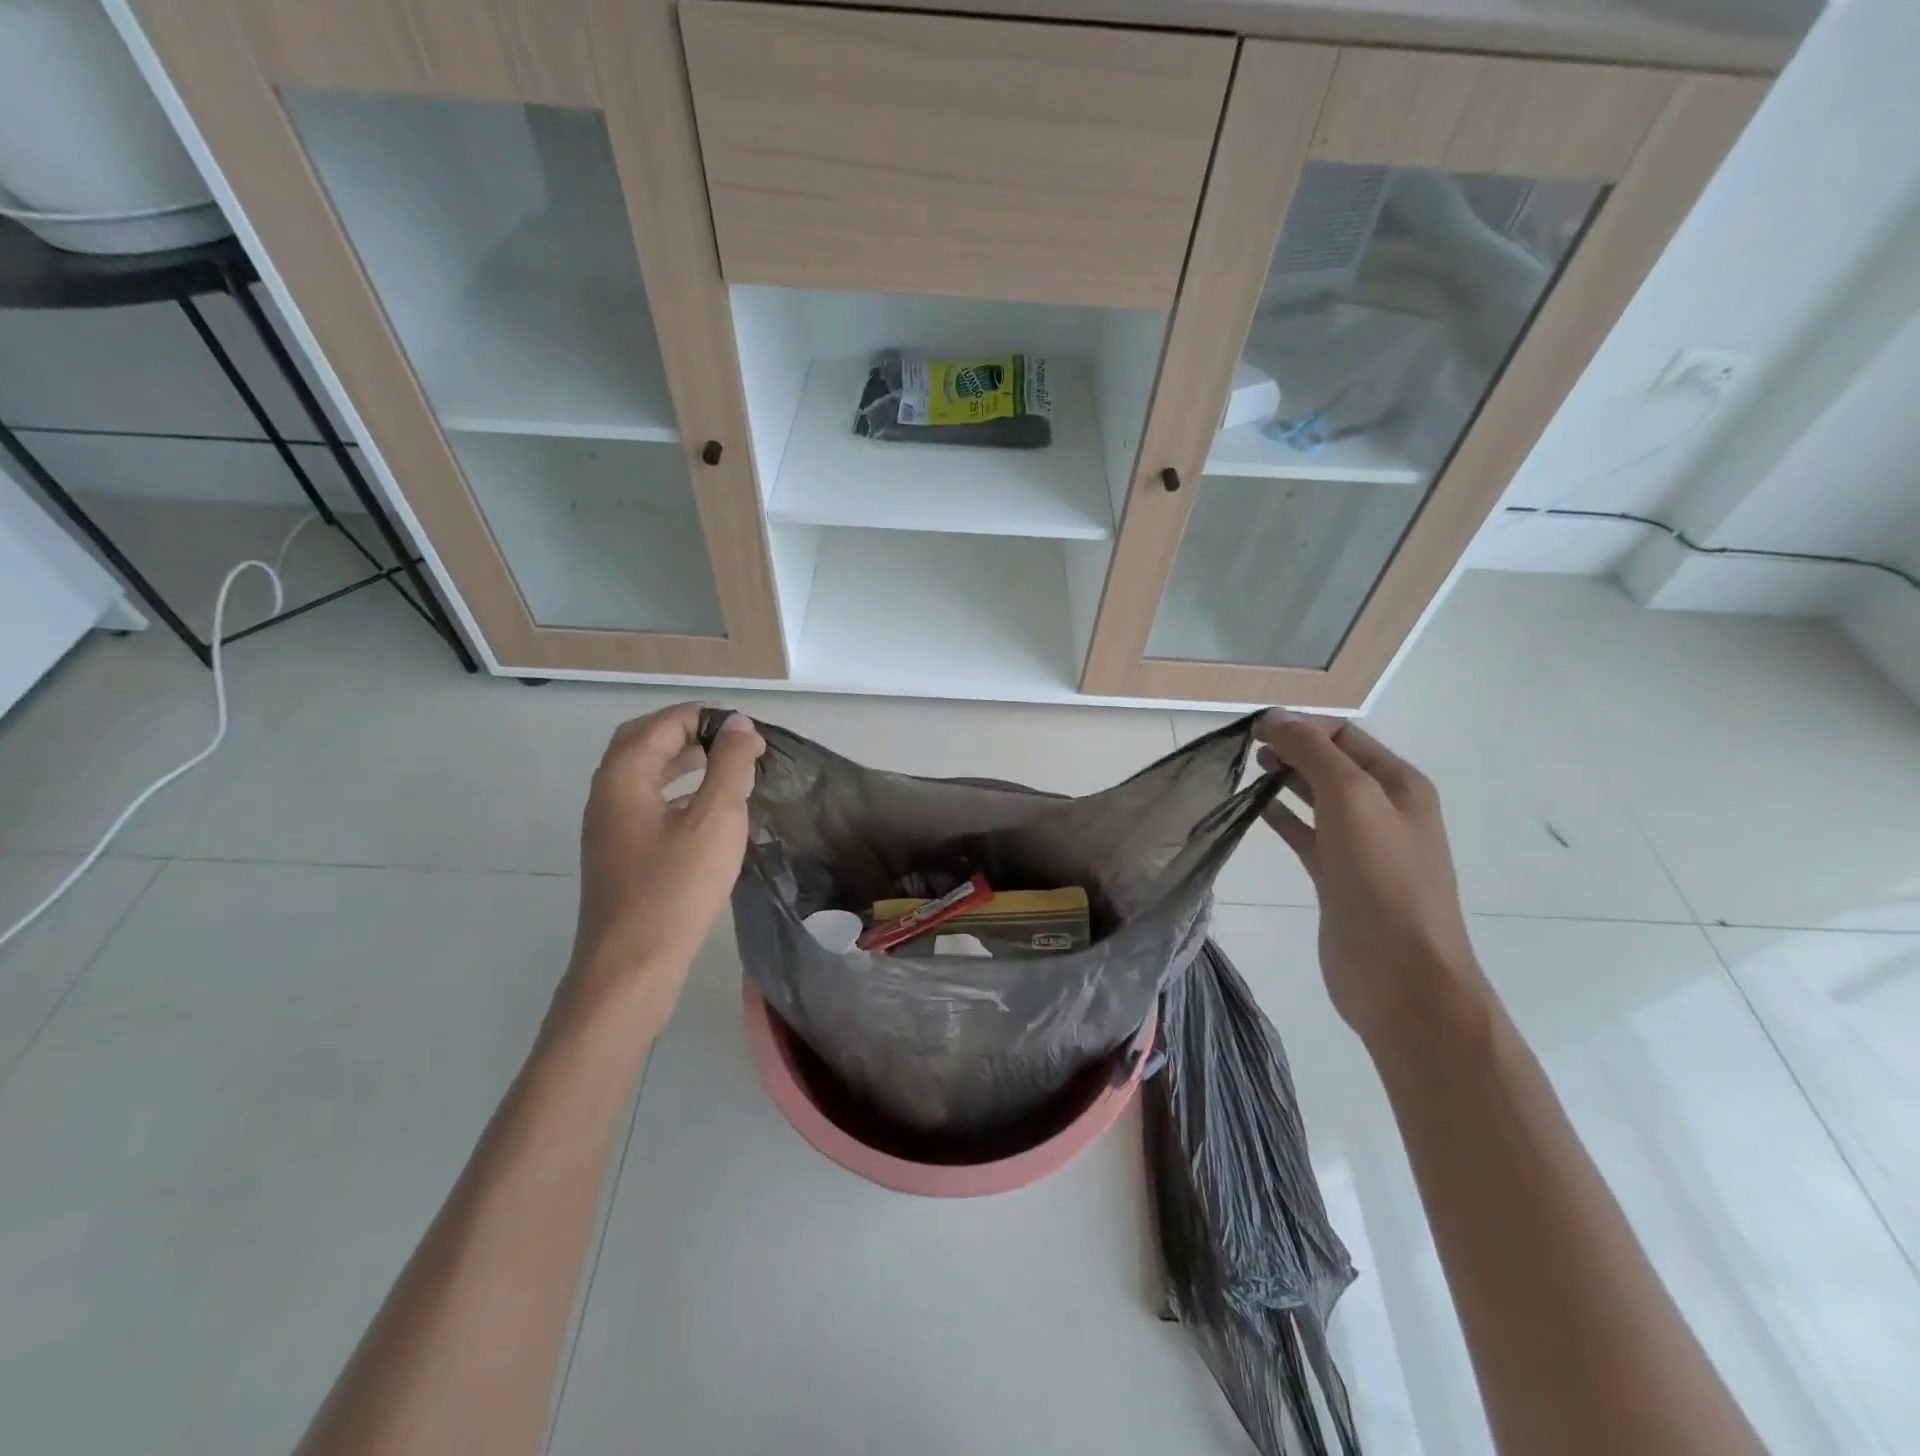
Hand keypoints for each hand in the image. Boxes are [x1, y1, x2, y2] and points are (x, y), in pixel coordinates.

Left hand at [553, 704, 764, 1042]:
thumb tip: (738, 723)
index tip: (748, 730)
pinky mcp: (619, 855)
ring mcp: (608, 828)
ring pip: (644, 775)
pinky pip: (647, 804)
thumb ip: (729, 765)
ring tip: (726, 768)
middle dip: (690, 733)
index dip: (706, 717)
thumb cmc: (676, 887)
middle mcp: (606, 795)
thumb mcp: (715, 818)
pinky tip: (706, 812)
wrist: (631, 966)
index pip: (662, 724)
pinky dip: (677, 791)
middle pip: (644, 743)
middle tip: (732, 741)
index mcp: (622, 777)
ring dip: (683, 762)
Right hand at [1254, 711, 1486, 1044]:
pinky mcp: (1337, 877)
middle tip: (1246, 747)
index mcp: (1398, 784)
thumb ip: (1313, 753)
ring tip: (1248, 768)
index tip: (1255, 728)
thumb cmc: (1382, 877)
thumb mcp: (1351, 798)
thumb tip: (1276, 719)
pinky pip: (1306, 834)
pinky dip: (1282, 816)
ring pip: (1317, 798)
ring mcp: (1361, 846)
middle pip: (1331, 764)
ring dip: (1285, 778)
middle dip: (1292, 748)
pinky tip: (1255, 808)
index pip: (1345, 736)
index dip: (1302, 725)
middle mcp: (1384, 809)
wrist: (1399, 973)